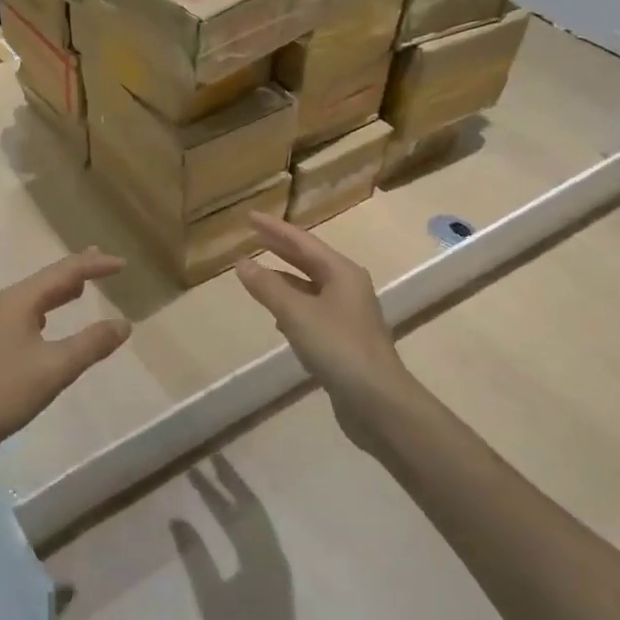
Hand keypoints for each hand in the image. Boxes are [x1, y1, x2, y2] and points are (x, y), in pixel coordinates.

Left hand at [0, 249, 130, 465]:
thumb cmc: (4, 392)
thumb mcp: (55, 368)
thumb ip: (91, 344)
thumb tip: (124, 324)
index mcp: (19, 301)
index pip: (64, 272)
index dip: (94, 265)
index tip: (123, 264)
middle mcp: (5, 304)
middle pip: (47, 278)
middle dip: (76, 270)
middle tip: (103, 261)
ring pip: (35, 297)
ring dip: (60, 289)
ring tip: (83, 285)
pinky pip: (26, 314)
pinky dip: (47, 309)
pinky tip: (49, 320)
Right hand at [235, 215, 413, 452]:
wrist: (377, 401)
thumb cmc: (338, 348)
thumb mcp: (296, 314)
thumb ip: (267, 287)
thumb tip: (241, 263)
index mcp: (342, 273)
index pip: (303, 242)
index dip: (275, 229)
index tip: (250, 217)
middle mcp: (348, 288)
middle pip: (309, 261)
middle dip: (281, 249)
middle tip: (254, 236)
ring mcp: (348, 315)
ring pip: (310, 287)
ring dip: (285, 278)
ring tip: (258, 274)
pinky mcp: (344, 340)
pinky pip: (312, 310)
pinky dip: (292, 305)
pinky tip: (277, 317)